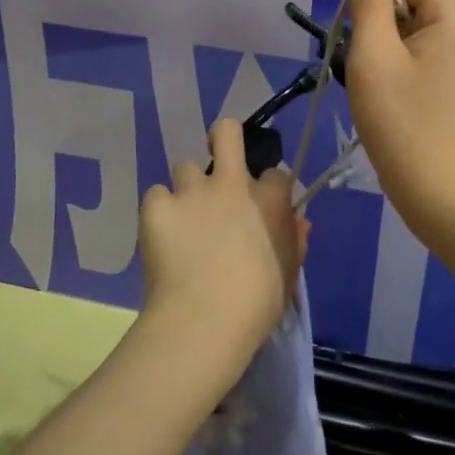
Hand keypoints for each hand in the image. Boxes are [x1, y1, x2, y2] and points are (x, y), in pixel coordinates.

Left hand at [137, 118, 307, 388]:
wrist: (204, 320)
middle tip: (219, 154)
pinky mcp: (156, 207)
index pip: (275, 174)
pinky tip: (162, 236)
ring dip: (187, 188)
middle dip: (224, 136)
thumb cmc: (257, 304)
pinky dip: (160, 212)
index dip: (268, 189)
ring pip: (185, 167)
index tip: (262, 208)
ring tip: (184, 217)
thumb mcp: (288, 274)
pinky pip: (156, 197)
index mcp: (268, 199)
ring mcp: (190, 192)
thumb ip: (294, 241)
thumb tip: (298, 222)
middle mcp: (230, 184)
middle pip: (227, 133)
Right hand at [344, 0, 454, 238]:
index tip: (366, 41)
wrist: (440, 194)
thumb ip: (369, 2)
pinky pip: (432, 51)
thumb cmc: (401, 124)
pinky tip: (397, 97)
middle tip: (371, 69)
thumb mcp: (372, 57)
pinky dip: (407, 65)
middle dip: (385, 24)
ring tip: (382, 86)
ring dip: (392, 47)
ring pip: (421, 27)